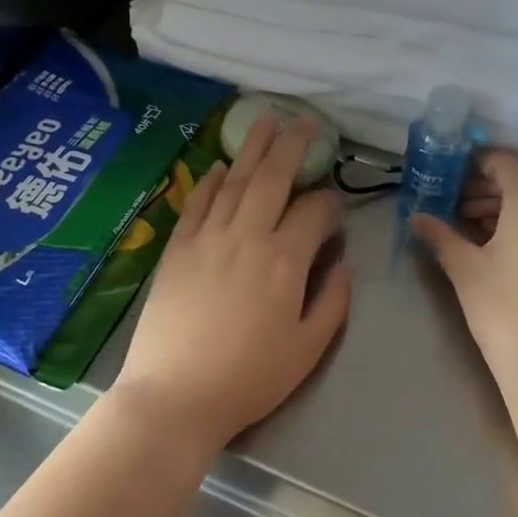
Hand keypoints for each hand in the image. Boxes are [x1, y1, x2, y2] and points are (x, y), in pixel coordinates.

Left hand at [114, 115, 352, 452]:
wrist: (175, 395)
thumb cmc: (249, 378)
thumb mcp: (309, 348)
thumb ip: (333, 301)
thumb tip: (342, 263)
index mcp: (284, 260)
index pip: (314, 211)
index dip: (330, 205)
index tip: (335, 211)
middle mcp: (246, 236)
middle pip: (273, 177)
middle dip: (293, 145)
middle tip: (305, 122)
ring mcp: (207, 238)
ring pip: (234, 181)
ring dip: (252, 148)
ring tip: (265, 121)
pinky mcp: (177, 248)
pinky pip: (198, 203)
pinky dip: (211, 181)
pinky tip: (220, 166)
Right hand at [411, 152, 517, 395]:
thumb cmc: (506, 313)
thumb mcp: (466, 271)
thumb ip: (440, 235)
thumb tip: (416, 217)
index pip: (501, 161)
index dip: (469, 166)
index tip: (443, 181)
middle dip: (487, 186)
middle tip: (453, 206)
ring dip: (509, 204)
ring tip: (473, 228)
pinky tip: (506, 248)